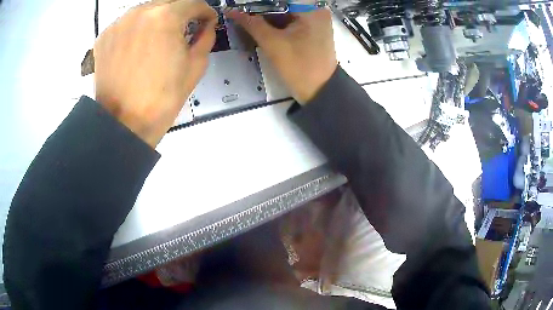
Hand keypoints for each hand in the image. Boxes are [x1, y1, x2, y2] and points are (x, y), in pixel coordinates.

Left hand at [94, 0, 216, 146]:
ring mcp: (119, 23)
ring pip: (145, 11)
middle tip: (183, 29)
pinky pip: (126, 24)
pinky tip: (136, 47)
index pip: (193, 3)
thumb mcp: (196, 66)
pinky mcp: (104, 37)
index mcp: (166, 17)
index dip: (204, 12)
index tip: (206, 21)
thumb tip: (206, 26)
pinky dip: (136, 30)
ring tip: (157, 39)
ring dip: (156, 20)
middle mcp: (140, 12)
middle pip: (168, 3)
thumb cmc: (163, 98)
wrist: (124, 123)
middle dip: (180, 14)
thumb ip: (206, 38)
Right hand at [227, 9, 336, 103]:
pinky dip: (277, 21)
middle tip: (243, 12)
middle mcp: (317, 9)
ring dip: (268, 14)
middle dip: (262, 7)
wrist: (320, 91)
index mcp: (311, 8)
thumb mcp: (272, 43)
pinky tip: (261, 25)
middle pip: (284, 3)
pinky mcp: (313, 29)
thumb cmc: (299, 67)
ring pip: (286, 10)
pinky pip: (291, 19)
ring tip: (248, 17)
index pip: (280, 0)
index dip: (259, 3)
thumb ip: (251, 24)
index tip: (243, 6)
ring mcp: (316, 19)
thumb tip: (232, 12)